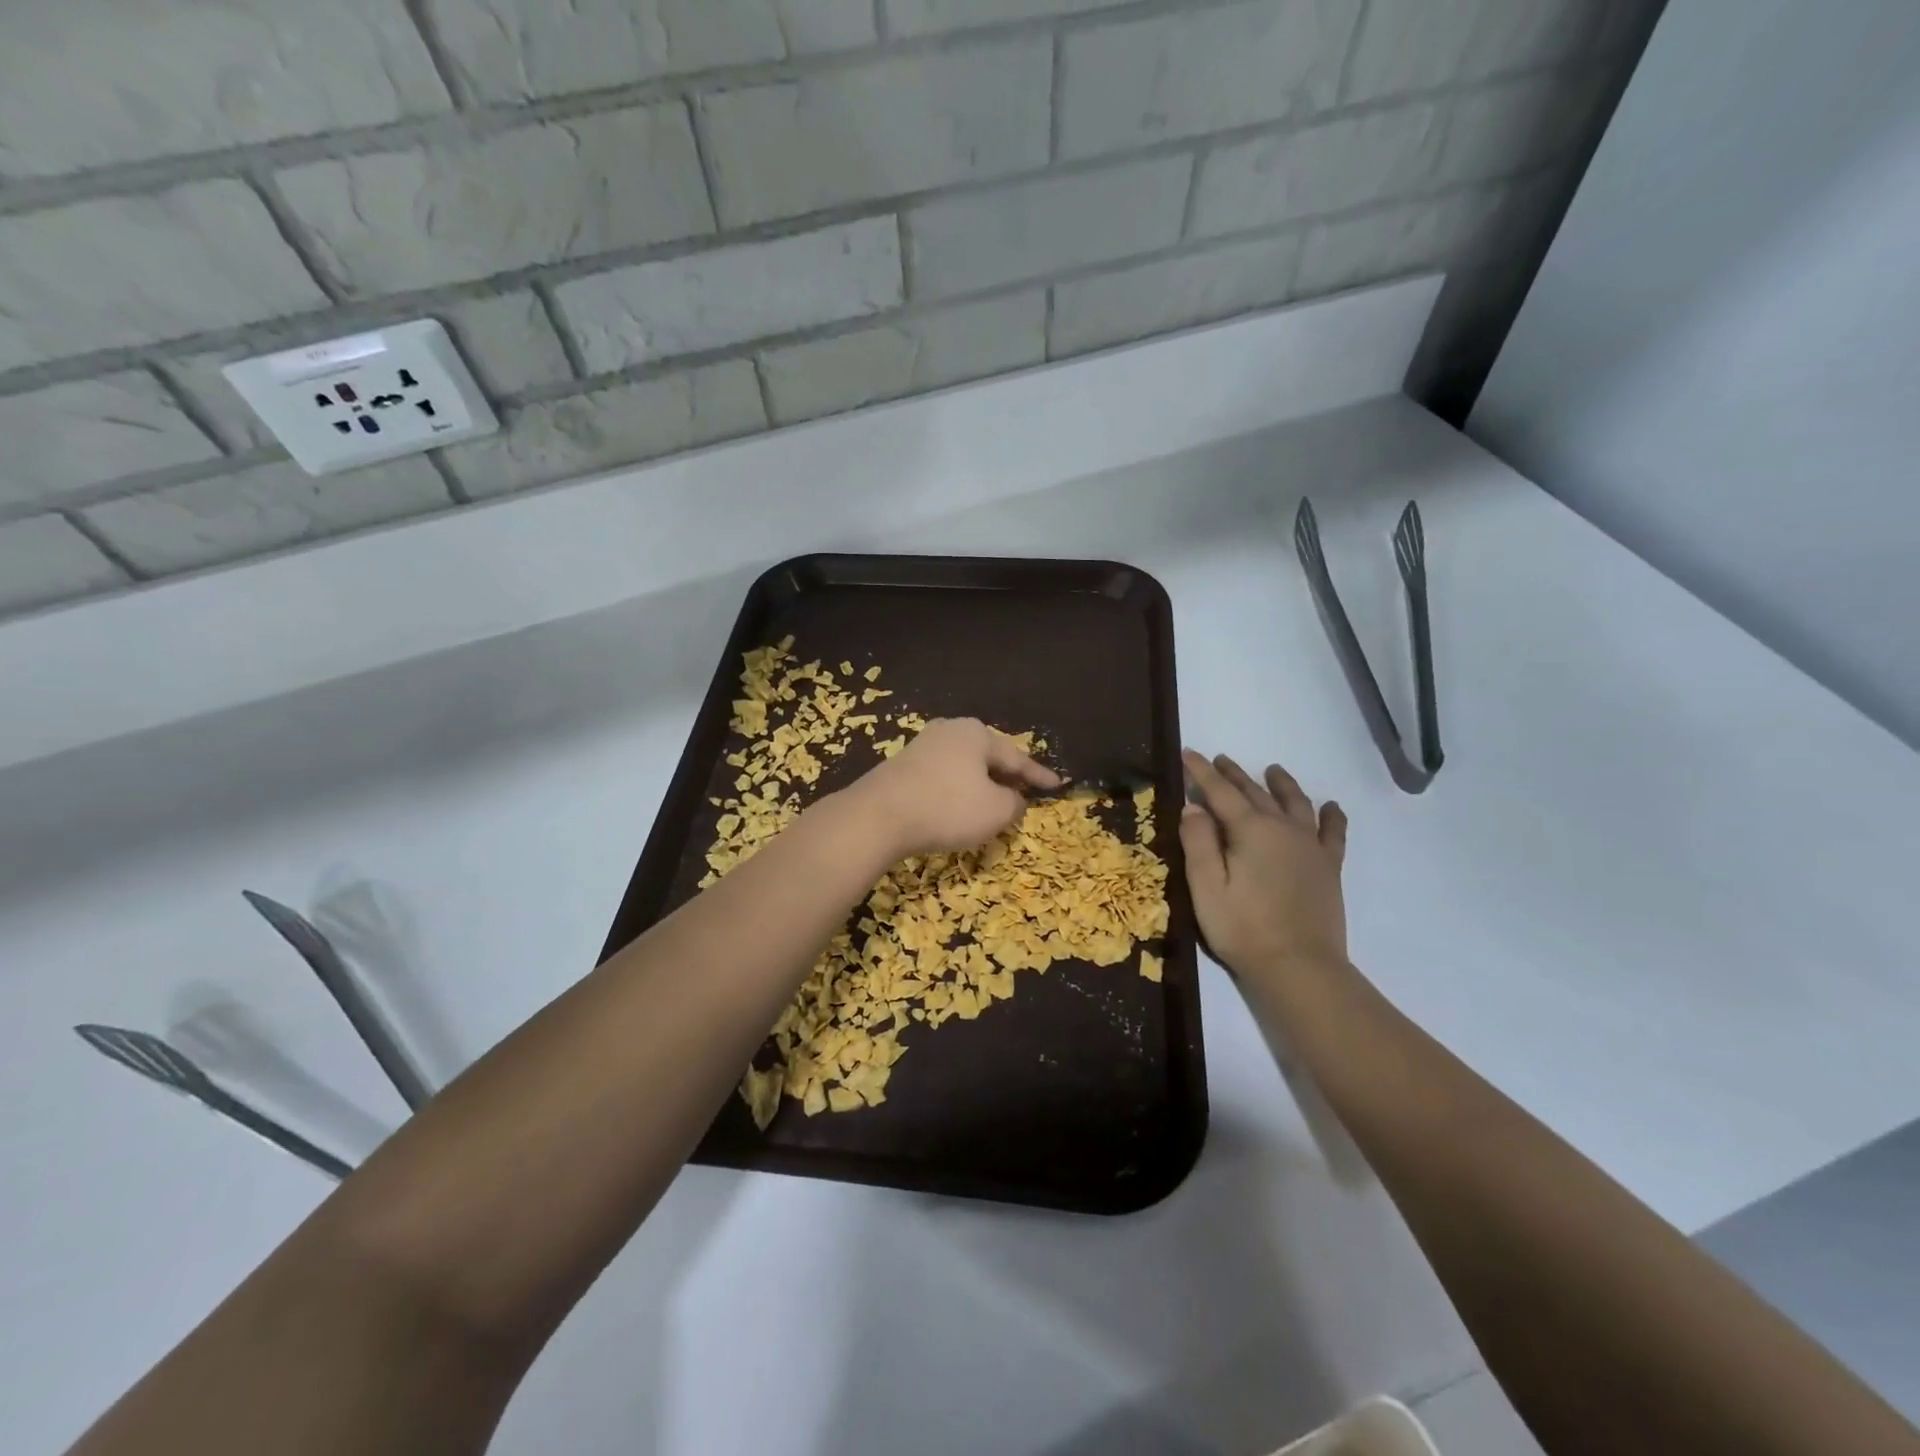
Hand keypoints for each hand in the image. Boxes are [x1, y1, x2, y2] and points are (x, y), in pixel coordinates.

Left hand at [844, 718, 1061, 858]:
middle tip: (1026, 792)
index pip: (1017, 757)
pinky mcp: (902, 765)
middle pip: (988, 756)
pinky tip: (960, 806)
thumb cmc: (947, 807)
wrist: (878, 816)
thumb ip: (1014, 803)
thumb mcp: (996, 811)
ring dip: (981, 784)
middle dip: (1008, 776)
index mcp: (977, 733)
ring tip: (995, 801)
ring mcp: (923, 745)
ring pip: (964, 766)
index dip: (1039, 775)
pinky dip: (958, 790)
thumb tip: (1014, 799)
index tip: (1057, 785)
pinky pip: (943, 776)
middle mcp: (950, 730)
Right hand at [1179, 750, 1348, 987]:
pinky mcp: (1328, 867)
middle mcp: (1283, 828)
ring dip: (1281, 784)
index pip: (1220, 792)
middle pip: (1256, 792)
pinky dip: (1331, 815)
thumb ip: (1198, 842)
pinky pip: (1333, 832)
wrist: (1299, 967)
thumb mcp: (1206, 887)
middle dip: (1234, 774)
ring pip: (1295, 803)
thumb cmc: (1242, 928)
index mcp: (1250, 830)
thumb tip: (1194, 806)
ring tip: (1273, 770)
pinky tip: (1330, 806)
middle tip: (1219, 760)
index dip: (1202, 772)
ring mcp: (1310, 847)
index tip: (1187, 752)